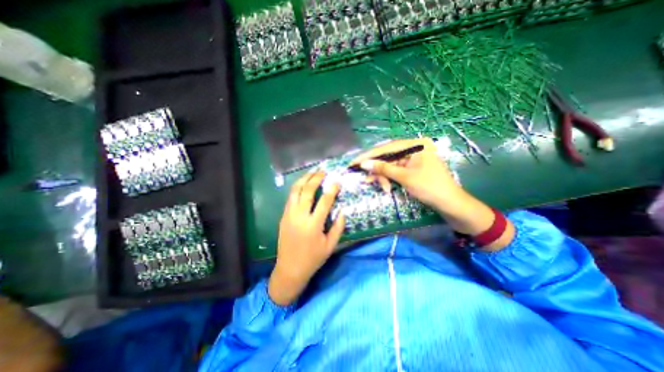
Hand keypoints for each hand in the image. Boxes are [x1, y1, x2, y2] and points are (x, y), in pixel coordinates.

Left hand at [267, 171, 344, 304]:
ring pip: (295, 191)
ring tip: (311, 172)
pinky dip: (297, 188)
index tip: (337, 181)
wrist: (289, 269)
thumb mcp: (330, 246)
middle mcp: (300, 217)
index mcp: (313, 225)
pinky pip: (290, 197)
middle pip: (307, 191)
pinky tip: (302, 184)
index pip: (324, 201)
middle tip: (323, 171)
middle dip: (316, 178)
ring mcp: (289, 215)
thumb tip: (343, 212)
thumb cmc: (313, 259)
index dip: (332, 189)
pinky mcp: (283, 216)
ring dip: (304, 179)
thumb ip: (338, 228)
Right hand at [350, 136, 515, 249]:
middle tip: (365, 179)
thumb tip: (363, 164)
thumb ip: (383, 169)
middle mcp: (413, 149)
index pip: (386, 148)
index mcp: (415, 145)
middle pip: (387, 157)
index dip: (368, 156)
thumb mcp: (404, 177)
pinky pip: (395, 171)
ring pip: (390, 165)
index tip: (353, 162)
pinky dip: (389, 179)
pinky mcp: (412, 168)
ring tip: (378, 186)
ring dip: (382, 176)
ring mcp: (413, 159)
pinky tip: (386, 187)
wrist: (451, 205)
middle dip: (376, 169)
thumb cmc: (430, 188)